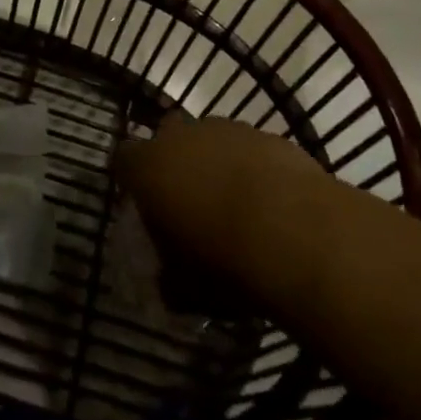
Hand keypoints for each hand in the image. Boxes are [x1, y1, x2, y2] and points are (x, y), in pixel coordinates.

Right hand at [118, 114, 324, 275]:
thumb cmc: (224, 261)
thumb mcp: (187, 289)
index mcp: (149, 167)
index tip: (144, 203)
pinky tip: (271, 202)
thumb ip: (170, 280)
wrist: (297, 232)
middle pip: (168, 136)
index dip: (133, 179)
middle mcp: (182, 137)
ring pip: (211, 139)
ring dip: (216, 163)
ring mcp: (227, 130)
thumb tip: (169, 282)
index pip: (124, 159)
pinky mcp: (267, 135)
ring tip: (236, 204)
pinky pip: (250, 149)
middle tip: (189, 200)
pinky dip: (254, 168)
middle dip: (175, 161)